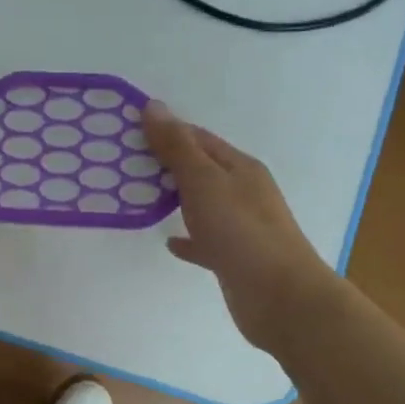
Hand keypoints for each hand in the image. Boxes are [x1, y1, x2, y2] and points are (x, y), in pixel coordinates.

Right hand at [144, 101, 335, 352]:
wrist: (280, 298)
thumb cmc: (241, 232)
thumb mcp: (204, 182)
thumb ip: (177, 147)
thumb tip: (153, 106)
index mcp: (239, 167)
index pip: (198, 138)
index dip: (165, 131)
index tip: (128, 132)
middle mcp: (243, 191)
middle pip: (200, 169)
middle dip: (166, 164)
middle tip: (123, 165)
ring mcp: (240, 226)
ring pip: (201, 204)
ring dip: (174, 198)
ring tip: (137, 198)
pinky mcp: (234, 257)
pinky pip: (205, 241)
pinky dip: (187, 238)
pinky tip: (169, 242)